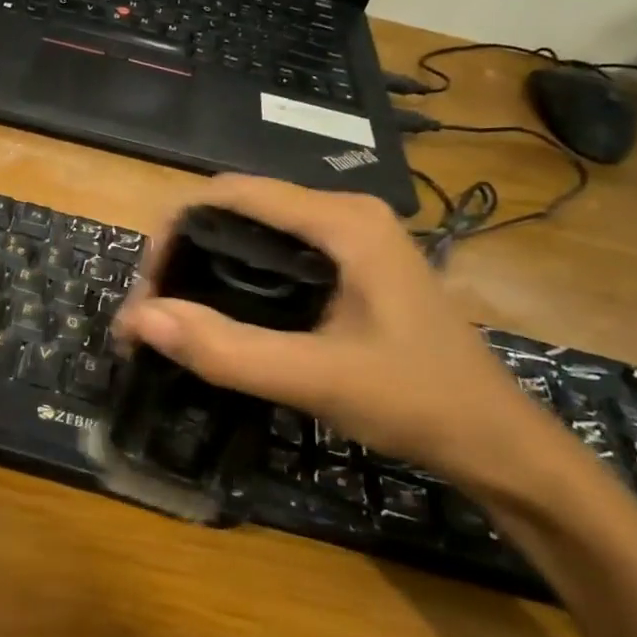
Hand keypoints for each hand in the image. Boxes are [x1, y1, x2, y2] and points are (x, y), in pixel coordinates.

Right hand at [116, 176, 557, 491]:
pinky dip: (234, 279)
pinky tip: (218, 317)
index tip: (145, 288)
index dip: (174, 230)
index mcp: (342, 221)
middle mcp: (344, 215)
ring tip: (172, 315)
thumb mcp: (315, 378)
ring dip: (204, 266)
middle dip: (183, 251)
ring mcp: (350, 241)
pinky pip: (274, 257)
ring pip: (253, 233)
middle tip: (153, 311)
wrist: (497, 443)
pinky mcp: (350, 269)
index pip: (231, 193)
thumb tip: (139, 319)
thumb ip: (226, 349)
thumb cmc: (417, 402)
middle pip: (238, 209)